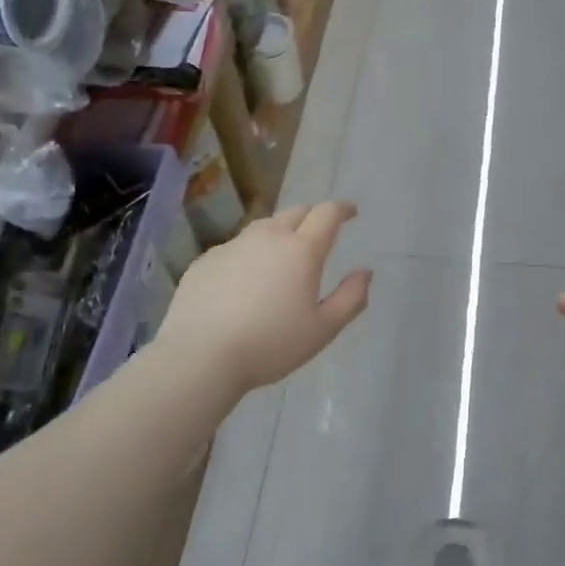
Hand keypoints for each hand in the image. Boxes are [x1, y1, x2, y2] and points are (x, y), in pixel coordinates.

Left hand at [156, 201, 371, 397]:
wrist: (199, 357)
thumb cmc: (270, 344)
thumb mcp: (323, 329)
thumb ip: (351, 298)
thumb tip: (365, 273)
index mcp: (302, 250)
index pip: (327, 213)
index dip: (342, 209)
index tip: (351, 212)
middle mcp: (268, 238)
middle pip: (295, 212)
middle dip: (313, 216)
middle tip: (320, 232)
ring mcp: (232, 246)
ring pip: (263, 227)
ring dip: (280, 231)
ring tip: (283, 252)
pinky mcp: (205, 261)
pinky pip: (235, 247)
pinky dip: (250, 253)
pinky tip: (246, 278)